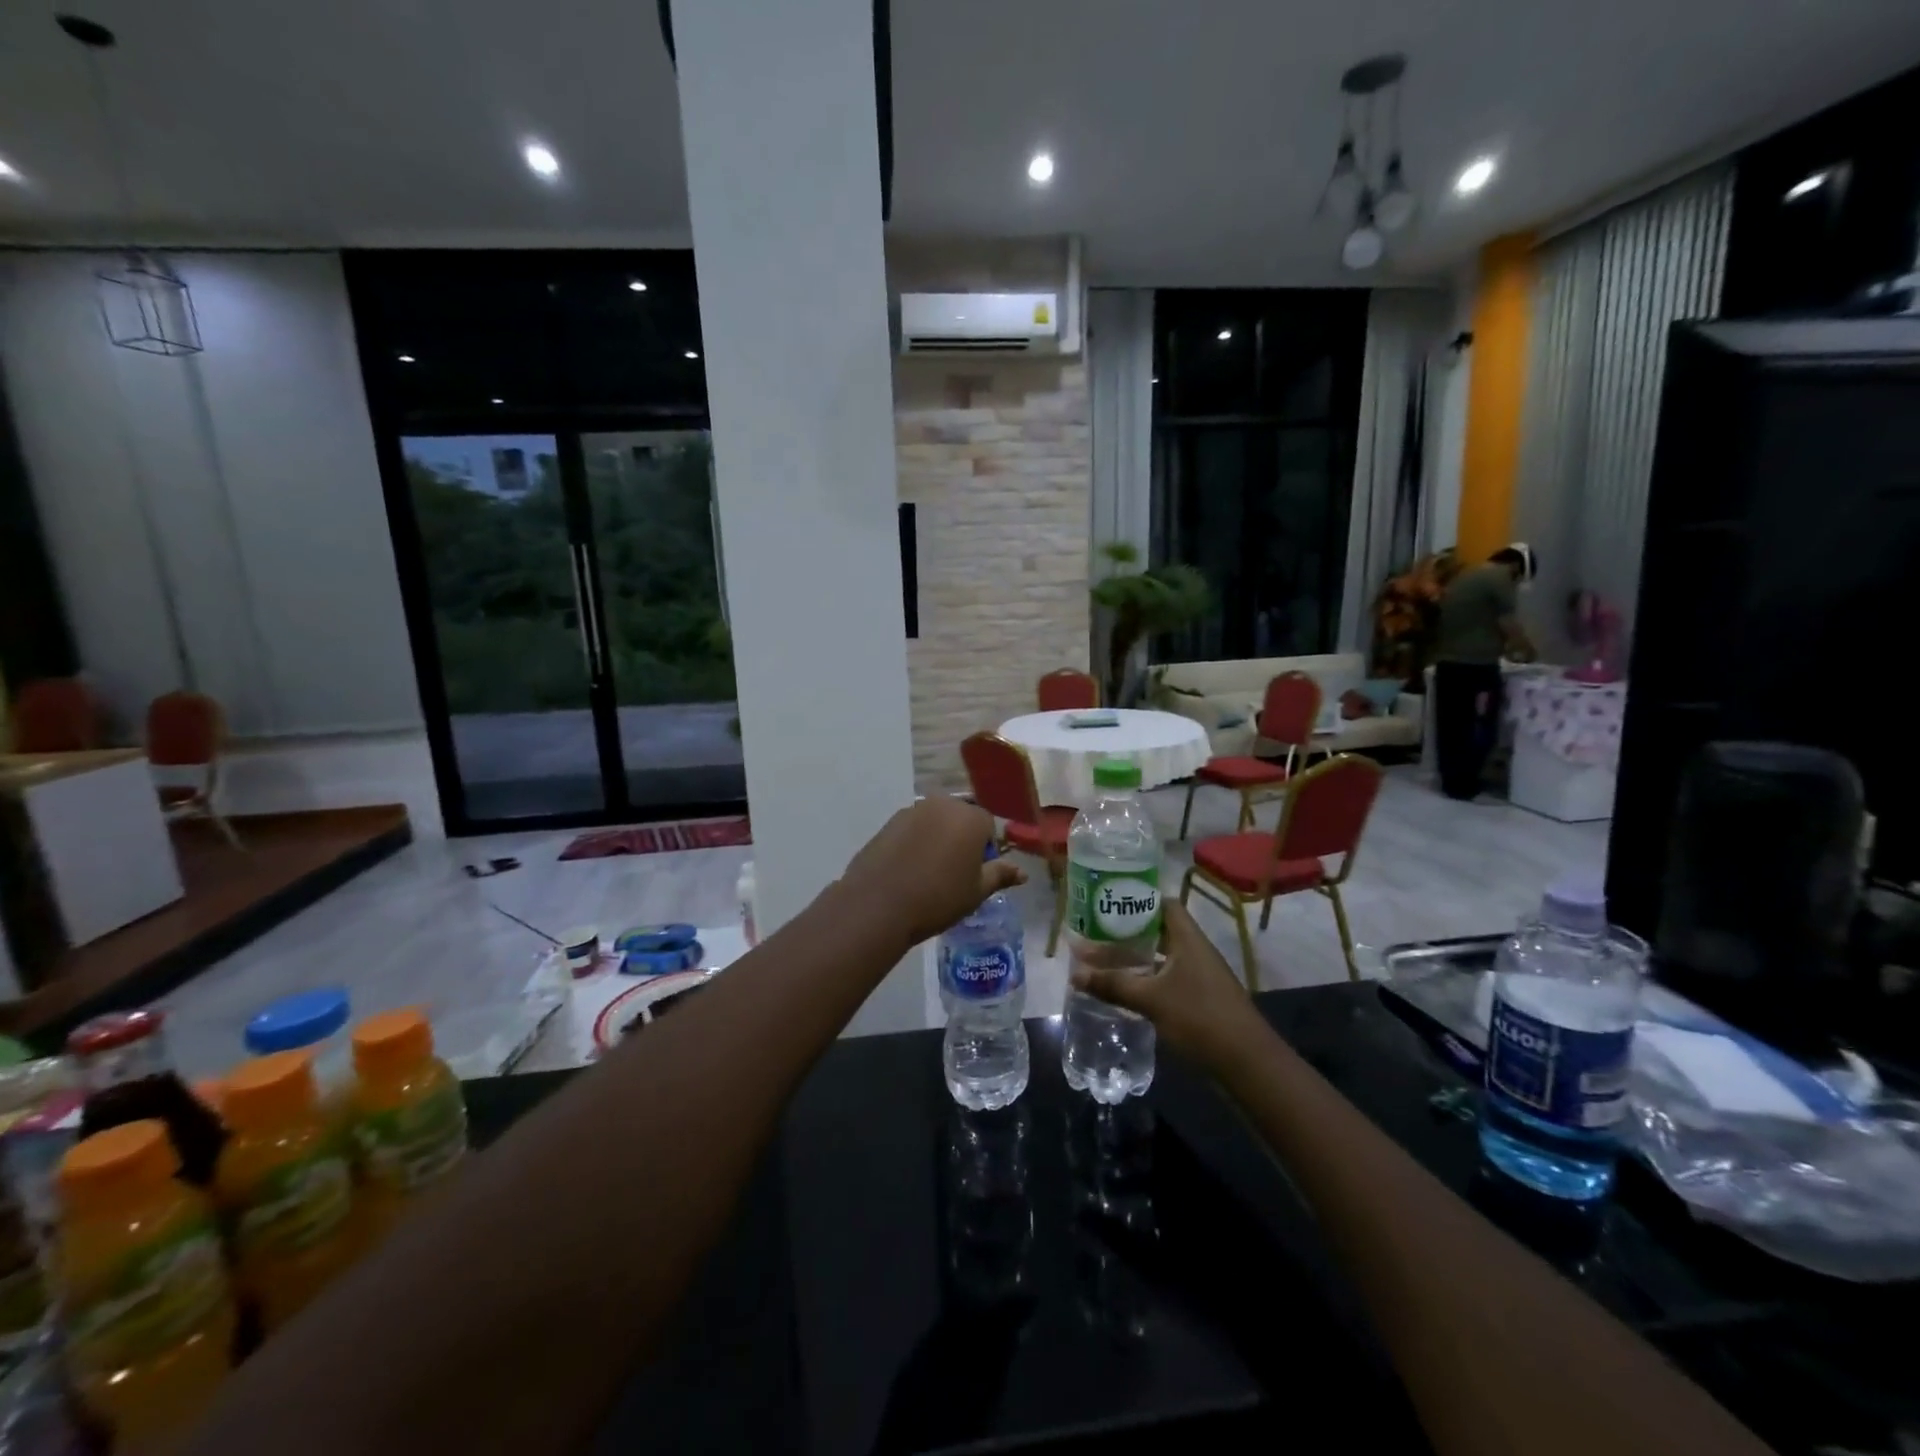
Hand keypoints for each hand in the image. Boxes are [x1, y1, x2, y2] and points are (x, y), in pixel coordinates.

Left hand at [840, 798, 1025, 947]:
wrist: (878, 904)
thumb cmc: (938, 898)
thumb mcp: (976, 891)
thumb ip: (1000, 875)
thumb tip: (1022, 872)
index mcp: (971, 818)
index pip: (988, 825)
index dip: (986, 849)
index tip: (976, 873)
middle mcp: (943, 804)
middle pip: (961, 818)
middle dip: (962, 839)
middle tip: (955, 873)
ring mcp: (913, 810)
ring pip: (936, 821)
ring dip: (938, 838)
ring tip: (930, 872)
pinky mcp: (889, 822)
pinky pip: (913, 828)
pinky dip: (915, 842)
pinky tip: (908, 869)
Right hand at [1069, 899, 1260, 1068]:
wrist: (1247, 1064)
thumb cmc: (1200, 1018)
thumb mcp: (1151, 999)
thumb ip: (1113, 984)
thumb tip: (1074, 973)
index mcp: (1188, 939)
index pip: (1164, 904)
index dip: (1138, 899)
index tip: (1108, 902)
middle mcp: (1195, 951)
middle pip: (1159, 930)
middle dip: (1129, 931)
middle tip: (1096, 931)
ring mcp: (1200, 976)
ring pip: (1162, 956)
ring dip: (1136, 957)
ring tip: (1103, 958)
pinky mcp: (1200, 999)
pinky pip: (1168, 978)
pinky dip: (1146, 978)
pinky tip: (1125, 988)